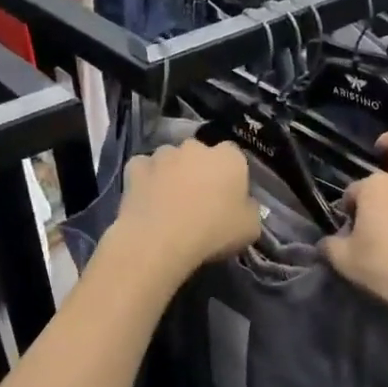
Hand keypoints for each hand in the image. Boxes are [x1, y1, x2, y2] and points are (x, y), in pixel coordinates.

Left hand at [109, 139, 261, 285]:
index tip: (227, 197)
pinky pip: (143, 169)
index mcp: (229, 157)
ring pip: (170, 158)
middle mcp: (196, 147)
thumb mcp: (251, 228)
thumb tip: (244, 205)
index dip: (230, 175)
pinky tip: (146, 199)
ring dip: (171, 173)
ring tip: (169, 201)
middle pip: (200, 154)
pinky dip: (145, 179)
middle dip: (199, 170)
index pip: (234, 156)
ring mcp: (163, 154)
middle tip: (198, 199)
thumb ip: (250, 210)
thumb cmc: (214, 231)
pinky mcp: (136, 167)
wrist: (161, 239)